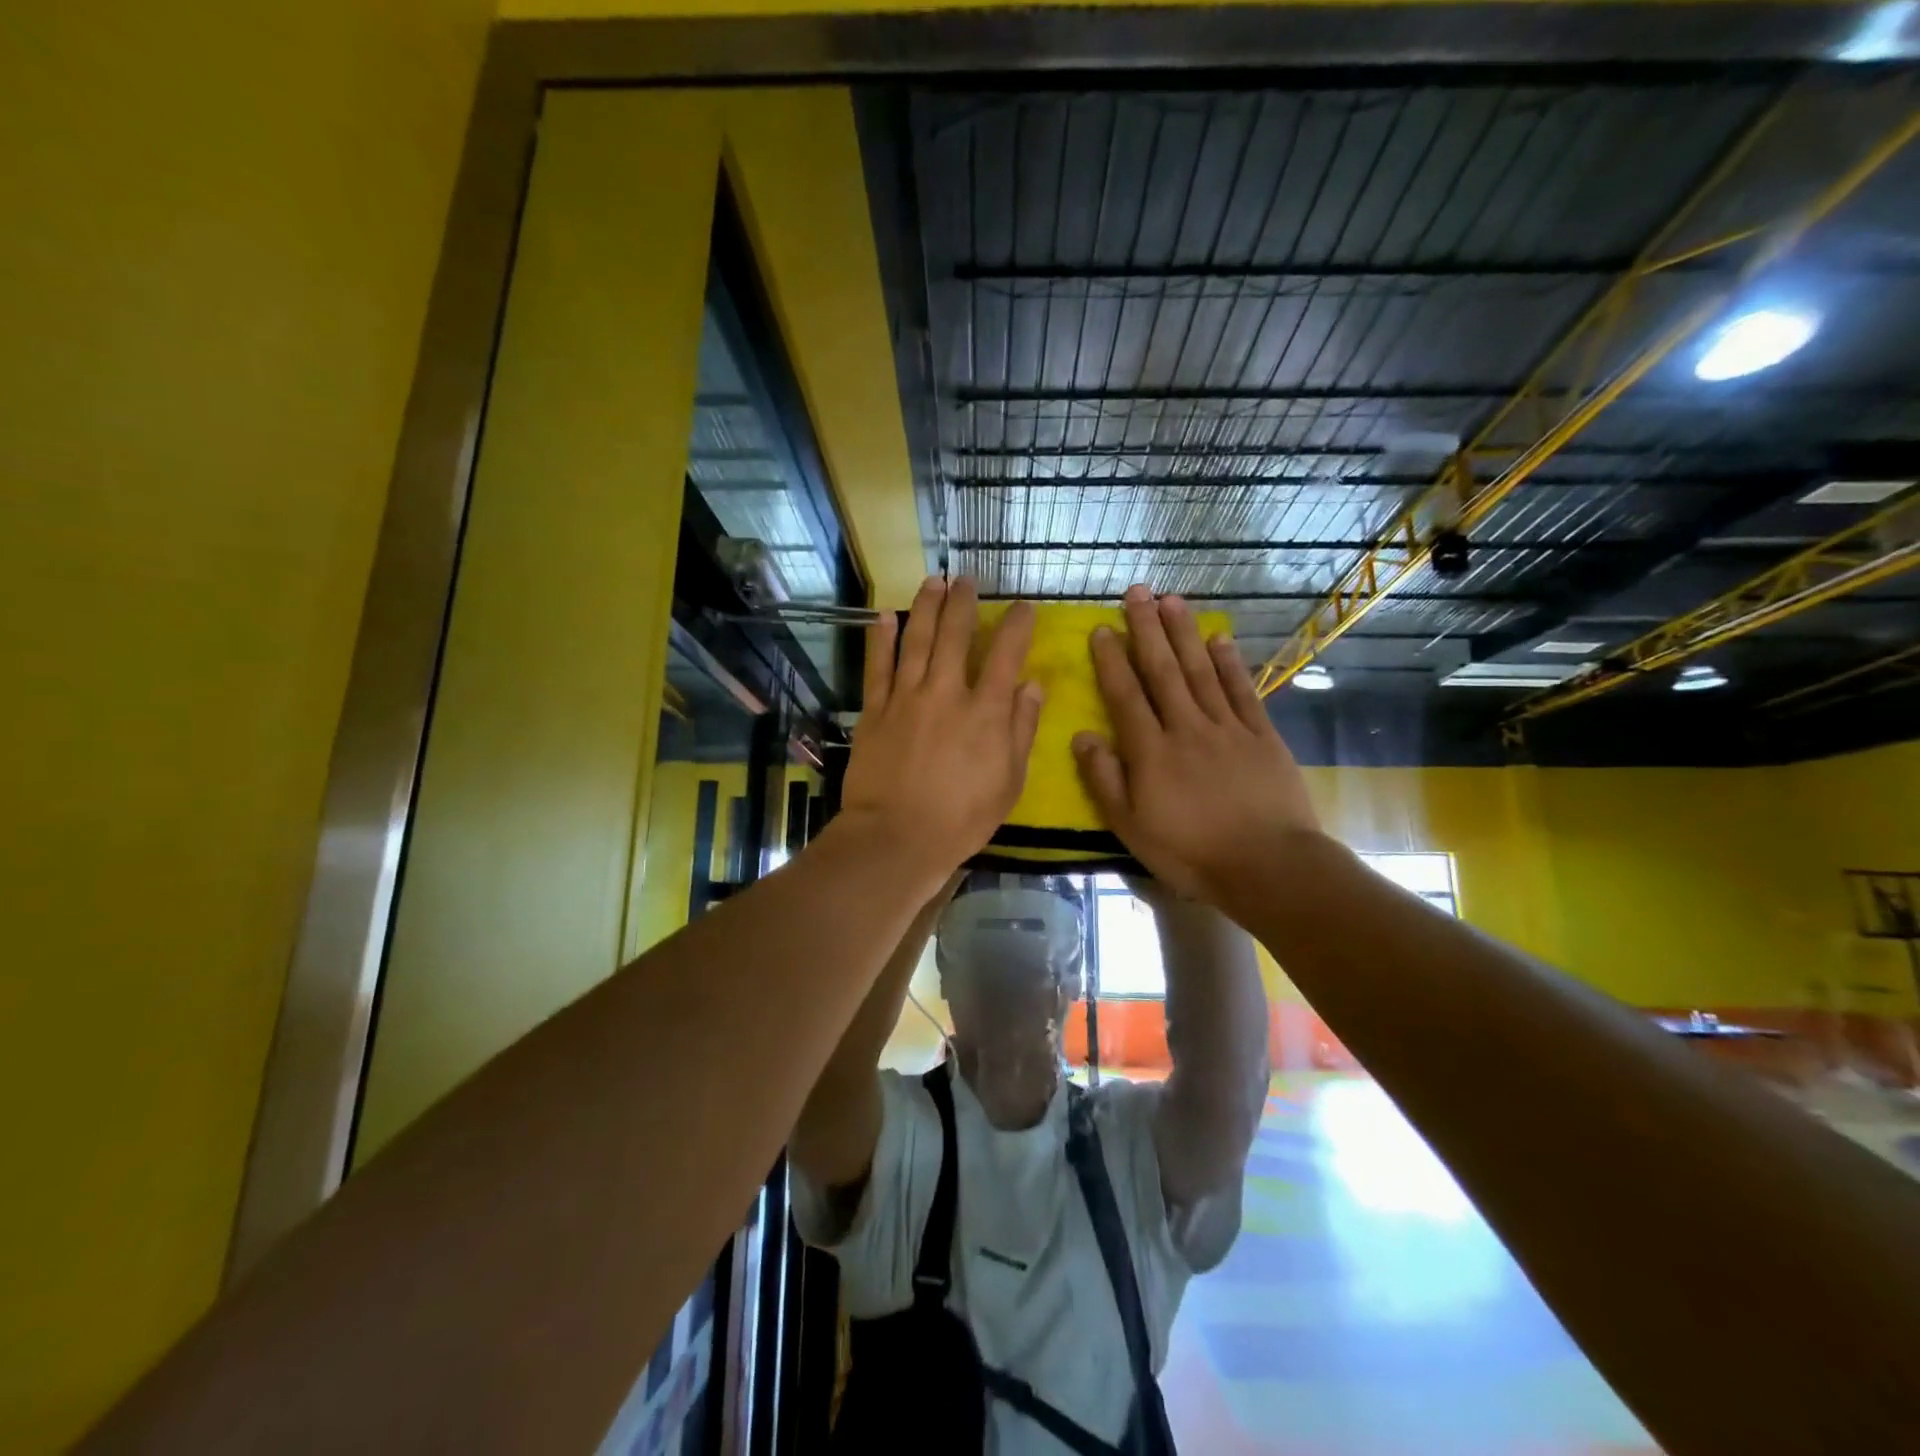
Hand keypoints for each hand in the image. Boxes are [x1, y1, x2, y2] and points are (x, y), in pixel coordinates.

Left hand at [840, 577, 1042, 880]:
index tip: (1022, 607)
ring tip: (932, 581)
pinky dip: (881, 639)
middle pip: (955, 635)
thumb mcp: (1009, 781)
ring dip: (924, 607)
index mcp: (985, 711)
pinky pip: (877, 667)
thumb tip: (1032, 685)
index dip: (1016, 624)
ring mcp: (906, 698)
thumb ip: (1021, 729)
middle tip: (965, 579)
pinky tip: (884, 616)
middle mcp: (946, 692)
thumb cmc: (962, 818)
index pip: (1005, 654)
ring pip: (916, 640)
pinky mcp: (875, 711)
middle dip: (962, 602)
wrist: (898, 837)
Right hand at [1072, 586, 1321, 908]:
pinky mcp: (1261, 736)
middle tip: (1137, 591)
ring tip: (1172, 600)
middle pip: (1163, 670)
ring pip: (1201, 671)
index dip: (1112, 660)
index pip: (1125, 695)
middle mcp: (1187, 727)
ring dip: (1185, 633)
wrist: (1268, 866)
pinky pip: (1243, 691)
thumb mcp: (1131, 828)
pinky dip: (1230, 663)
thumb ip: (1104, 779)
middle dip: (1147, 629)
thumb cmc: (1190, 853)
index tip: (1102, 628)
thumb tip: (1082, 735)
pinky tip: (1220, 639)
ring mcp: (1227, 728)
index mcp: (1151, 751)